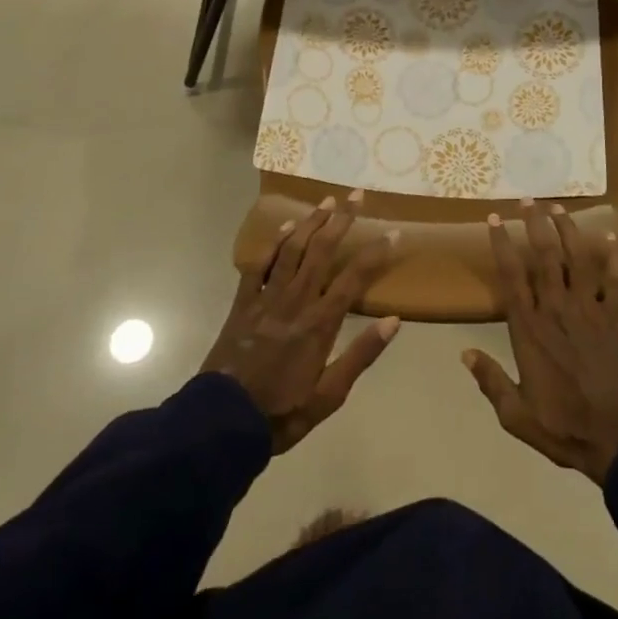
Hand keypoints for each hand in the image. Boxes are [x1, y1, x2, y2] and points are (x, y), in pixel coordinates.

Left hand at [201, 191, 399, 453]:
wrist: (222, 423)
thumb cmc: (281, 413)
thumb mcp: (329, 396)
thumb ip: (361, 355)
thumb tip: (394, 321)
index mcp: (320, 323)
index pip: (354, 277)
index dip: (376, 253)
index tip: (393, 232)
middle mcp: (296, 301)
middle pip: (322, 250)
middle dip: (342, 220)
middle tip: (357, 195)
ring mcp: (267, 298)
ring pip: (292, 249)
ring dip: (311, 222)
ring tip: (327, 200)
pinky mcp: (244, 303)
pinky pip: (260, 264)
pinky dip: (274, 243)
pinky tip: (286, 226)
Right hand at [463, 201, 617, 485]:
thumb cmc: (563, 426)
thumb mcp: (516, 415)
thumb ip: (490, 381)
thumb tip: (464, 353)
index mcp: (529, 329)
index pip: (512, 276)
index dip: (502, 244)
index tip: (494, 219)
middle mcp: (557, 310)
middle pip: (545, 257)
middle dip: (535, 224)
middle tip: (528, 200)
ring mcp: (588, 311)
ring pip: (578, 260)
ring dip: (568, 230)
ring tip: (558, 208)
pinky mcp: (614, 319)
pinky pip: (616, 283)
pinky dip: (615, 259)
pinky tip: (611, 238)